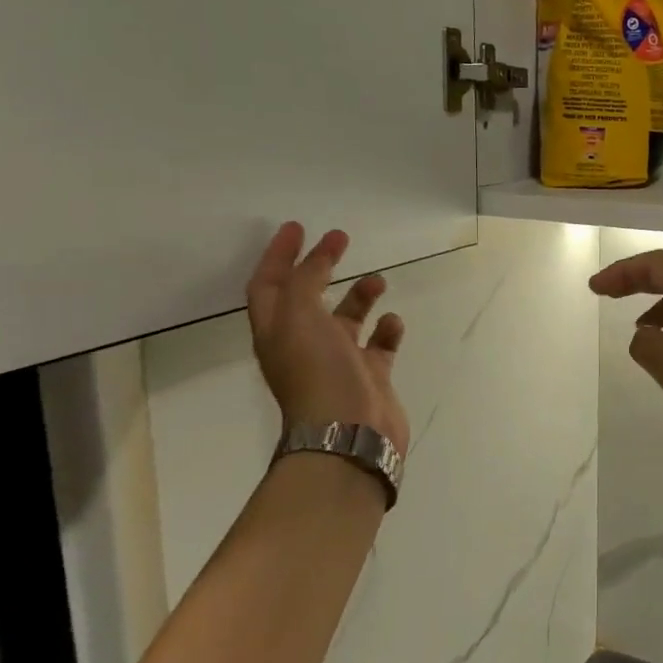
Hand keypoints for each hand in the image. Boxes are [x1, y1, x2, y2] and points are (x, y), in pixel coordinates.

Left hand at [247, 224, 409, 454]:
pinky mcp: (370, 377)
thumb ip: (306, 280)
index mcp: (277, 331)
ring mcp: (338, 362)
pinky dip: (386, 330)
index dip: (278, 254)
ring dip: (360, 296)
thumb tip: (319, 256)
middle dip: (321, 267)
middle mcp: (304, 344)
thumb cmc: (317, 372)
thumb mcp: (299, 316)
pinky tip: (393, 322)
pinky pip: (379, 346)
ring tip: (379, 281)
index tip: (297, 227)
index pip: (269, 284)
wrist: (349, 434)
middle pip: (307, 298)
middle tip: (341, 240)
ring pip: (347, 319)